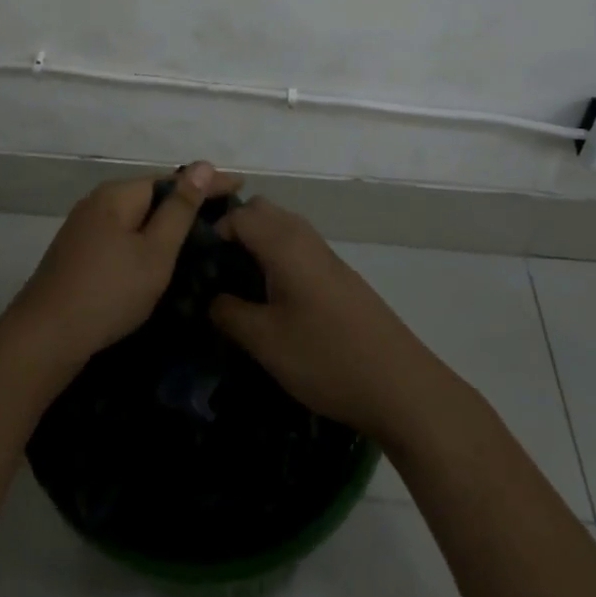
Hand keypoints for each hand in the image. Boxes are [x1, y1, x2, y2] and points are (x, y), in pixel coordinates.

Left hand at [13, 162, 242, 365]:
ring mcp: (84, 228)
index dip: (206, 183)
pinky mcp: (78, 254)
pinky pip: (122, 236)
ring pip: (135, 218)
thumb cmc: (108, 292)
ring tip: (199, 237)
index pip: (171, 179)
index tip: (240, 186)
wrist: (44, 339)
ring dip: (165, 224)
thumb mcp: (155, 252)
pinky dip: (145, 241)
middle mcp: (98, 203)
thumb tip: (202, 165)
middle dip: (186, 203)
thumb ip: (180, 210)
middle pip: (151, 195)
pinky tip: (159, 257)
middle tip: (224, 215)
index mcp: (117, 195)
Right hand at [208, 199, 437, 441]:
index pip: (239, 215)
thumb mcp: (265, 341)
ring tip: (239, 284)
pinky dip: (278, 257)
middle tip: (216, 269)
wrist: (399, 385)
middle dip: (235, 230)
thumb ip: (229, 313)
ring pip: (283, 228)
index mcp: (285, 245)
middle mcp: (306, 239)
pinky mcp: (340, 276)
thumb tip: (210, 297)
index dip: (212, 232)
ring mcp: (327, 256)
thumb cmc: (325, 357)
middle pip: (263, 211)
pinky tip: (273, 299)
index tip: (195, 264)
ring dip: (258, 243)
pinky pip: (299, 248)